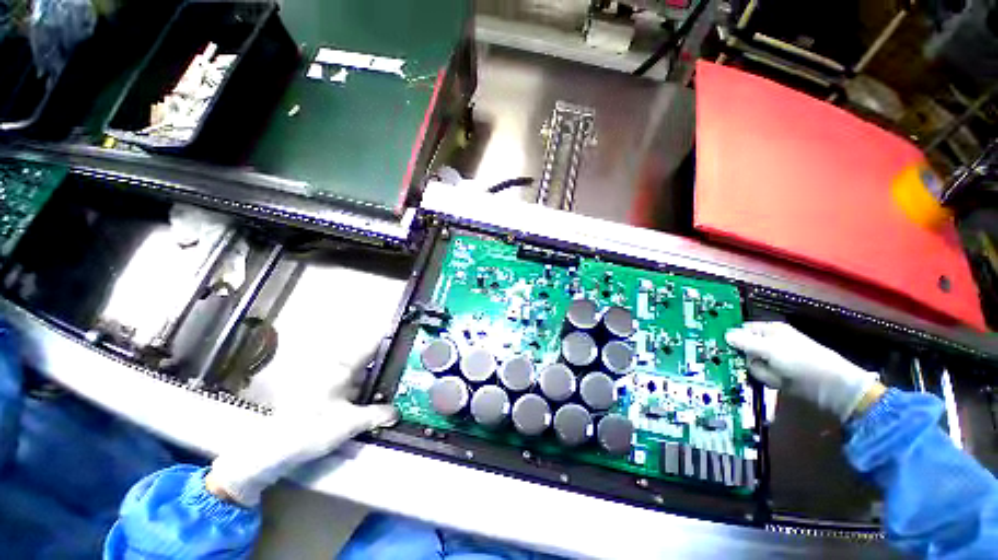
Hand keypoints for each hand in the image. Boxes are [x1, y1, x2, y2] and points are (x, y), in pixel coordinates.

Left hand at [206, 348, 396, 506]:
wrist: (274, 448)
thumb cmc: (311, 428)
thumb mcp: (349, 423)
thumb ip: (376, 415)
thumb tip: (396, 413)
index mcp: (342, 368)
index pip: (371, 344)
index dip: (389, 335)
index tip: (405, 331)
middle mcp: (336, 368)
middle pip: (369, 359)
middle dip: (388, 363)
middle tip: (408, 368)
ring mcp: (330, 379)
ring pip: (361, 372)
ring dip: (377, 379)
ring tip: (397, 385)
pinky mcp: (325, 391)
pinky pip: (352, 384)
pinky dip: (365, 389)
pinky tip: (375, 400)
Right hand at [725, 322, 880, 421]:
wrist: (831, 388)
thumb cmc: (801, 361)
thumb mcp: (770, 349)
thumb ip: (745, 342)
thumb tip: (724, 335)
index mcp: (769, 330)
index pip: (740, 330)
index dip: (730, 337)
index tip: (717, 346)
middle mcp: (769, 342)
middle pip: (743, 348)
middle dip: (747, 359)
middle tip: (754, 363)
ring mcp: (774, 359)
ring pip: (751, 364)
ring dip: (760, 371)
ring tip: (774, 375)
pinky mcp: (778, 373)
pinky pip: (761, 375)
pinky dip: (767, 379)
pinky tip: (778, 382)